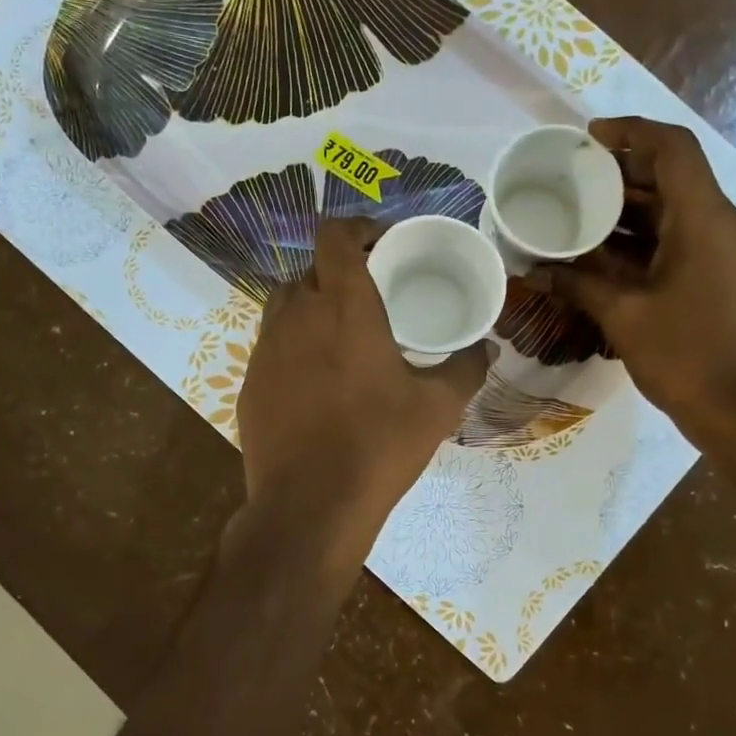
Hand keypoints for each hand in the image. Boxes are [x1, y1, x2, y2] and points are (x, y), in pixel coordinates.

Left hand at [236, 217, 489, 560]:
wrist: (310, 505)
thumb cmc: (379, 445)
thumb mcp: (437, 407)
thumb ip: (465, 368)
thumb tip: (486, 348)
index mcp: (344, 306)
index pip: (335, 236)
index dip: (356, 230)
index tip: (379, 246)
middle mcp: (297, 315)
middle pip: (310, 270)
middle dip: (338, 273)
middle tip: (369, 298)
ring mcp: (265, 350)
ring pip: (283, 306)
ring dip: (310, 308)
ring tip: (339, 337)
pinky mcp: (249, 384)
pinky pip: (271, 348)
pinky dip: (292, 349)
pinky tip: (315, 383)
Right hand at [533, 116, 735, 447]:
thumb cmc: (684, 357)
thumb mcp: (624, 316)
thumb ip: (579, 284)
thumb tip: (537, 271)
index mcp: (707, 221)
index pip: (674, 149)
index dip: (632, 132)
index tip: (589, 138)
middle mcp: (726, 224)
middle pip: (674, 177)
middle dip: (623, 174)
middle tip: (573, 180)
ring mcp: (731, 250)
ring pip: (678, 210)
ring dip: (631, 210)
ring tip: (580, 214)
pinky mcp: (728, 274)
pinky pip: (684, 239)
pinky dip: (646, 239)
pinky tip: (606, 253)